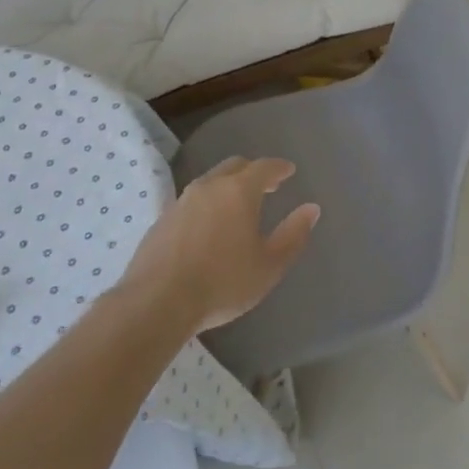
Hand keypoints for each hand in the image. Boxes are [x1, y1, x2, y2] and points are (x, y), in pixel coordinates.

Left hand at [119, 157, 319, 330]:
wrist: (157, 302)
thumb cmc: (222, 283)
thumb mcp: (269, 265)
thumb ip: (293, 235)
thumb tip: (311, 209)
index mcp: (239, 191)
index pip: (264, 167)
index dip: (279, 168)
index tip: (289, 171)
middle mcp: (209, 186)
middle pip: (235, 167)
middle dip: (253, 172)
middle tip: (267, 186)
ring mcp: (181, 200)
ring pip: (210, 181)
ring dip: (227, 187)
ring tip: (237, 206)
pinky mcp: (162, 219)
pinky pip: (191, 201)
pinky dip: (207, 204)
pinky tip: (208, 226)